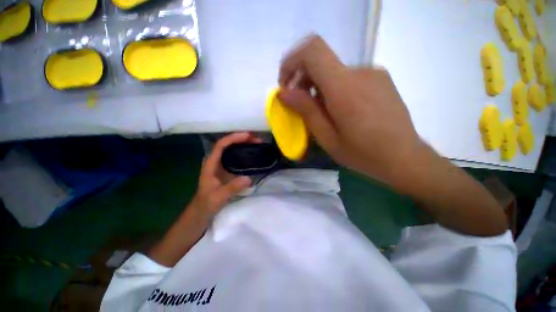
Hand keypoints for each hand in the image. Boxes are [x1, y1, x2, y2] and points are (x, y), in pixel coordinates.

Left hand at [191, 132, 260, 222]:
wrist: (203, 210)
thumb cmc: (207, 203)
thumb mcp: (219, 197)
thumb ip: (232, 188)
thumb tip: (248, 178)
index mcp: (211, 163)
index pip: (221, 145)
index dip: (234, 138)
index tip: (248, 136)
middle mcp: (216, 160)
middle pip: (228, 144)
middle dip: (242, 139)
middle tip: (257, 139)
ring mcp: (221, 164)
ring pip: (232, 149)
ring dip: (244, 144)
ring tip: (257, 143)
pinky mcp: (227, 168)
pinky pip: (236, 156)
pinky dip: (244, 152)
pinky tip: (253, 153)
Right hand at [278, 35, 422, 186]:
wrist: (404, 158)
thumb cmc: (362, 153)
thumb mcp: (327, 137)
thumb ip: (306, 110)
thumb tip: (284, 92)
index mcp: (344, 87)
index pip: (312, 50)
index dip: (292, 61)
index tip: (285, 83)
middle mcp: (360, 71)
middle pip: (321, 62)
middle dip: (303, 80)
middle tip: (300, 105)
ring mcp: (373, 73)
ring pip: (334, 72)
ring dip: (319, 88)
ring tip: (322, 113)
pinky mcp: (380, 79)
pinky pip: (348, 78)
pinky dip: (335, 90)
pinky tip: (340, 111)